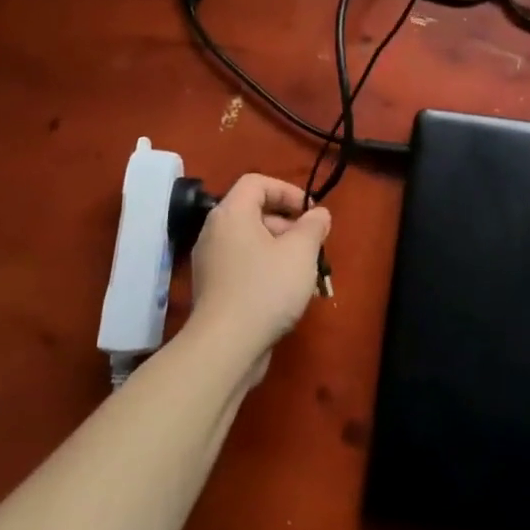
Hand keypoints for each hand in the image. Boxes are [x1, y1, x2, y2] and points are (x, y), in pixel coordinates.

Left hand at [186, 174, 331, 379]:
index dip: (287, 191)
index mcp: (231, 214)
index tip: (310, 212)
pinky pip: (244, 266)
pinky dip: (266, 270)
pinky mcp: (214, 290)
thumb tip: (319, 214)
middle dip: (289, 225)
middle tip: (313, 245)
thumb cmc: (266, 288)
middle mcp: (215, 233)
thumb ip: (313, 226)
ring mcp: (211, 263)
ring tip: (306, 272)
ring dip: (281, 250)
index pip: (257, 183)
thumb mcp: (300, 252)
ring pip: (251, 243)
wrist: (225, 346)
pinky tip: (287, 293)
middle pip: (254, 213)